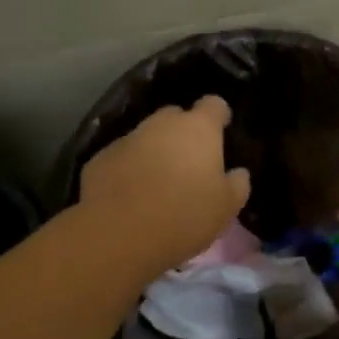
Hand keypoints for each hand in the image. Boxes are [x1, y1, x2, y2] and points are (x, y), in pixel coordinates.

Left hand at [80, 97, 251, 279]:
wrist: (119, 234)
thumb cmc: (184, 215)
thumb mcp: (226, 207)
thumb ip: (237, 184)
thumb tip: (238, 173)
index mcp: (198, 129)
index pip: (214, 105)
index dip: (219, 116)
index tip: (222, 131)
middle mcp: (161, 124)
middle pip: (176, 117)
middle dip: (183, 133)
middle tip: (190, 163)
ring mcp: (127, 138)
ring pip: (146, 137)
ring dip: (154, 152)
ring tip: (159, 184)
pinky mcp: (100, 158)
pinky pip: (122, 158)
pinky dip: (129, 170)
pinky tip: (131, 196)